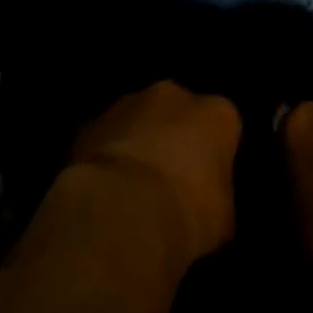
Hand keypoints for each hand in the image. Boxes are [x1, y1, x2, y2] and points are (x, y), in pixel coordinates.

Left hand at [71, 82, 241, 264]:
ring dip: (136, 142)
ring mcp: (125, 104)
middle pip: (177, 113)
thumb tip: (207, 203)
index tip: (207, 180)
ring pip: (137, 120)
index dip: (215, 153)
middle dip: (173, 137)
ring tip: (132, 185)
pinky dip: (106, 155)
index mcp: (217, 114)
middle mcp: (173, 96)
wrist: (122, 212)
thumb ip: (217, 196)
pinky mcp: (88, 124)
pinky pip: (104, 138)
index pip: (223, 126)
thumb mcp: (223, 216)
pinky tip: (105, 188)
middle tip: (169, 178)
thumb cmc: (188, 212)